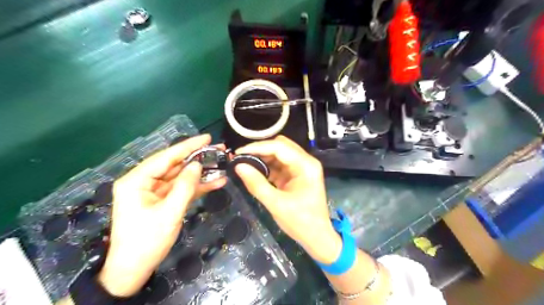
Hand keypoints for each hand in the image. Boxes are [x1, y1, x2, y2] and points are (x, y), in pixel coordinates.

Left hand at [97, 135, 224, 296]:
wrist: (134, 270)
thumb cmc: (147, 241)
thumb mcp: (169, 213)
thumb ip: (185, 187)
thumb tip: (197, 165)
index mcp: (136, 181)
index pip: (165, 157)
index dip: (187, 146)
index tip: (207, 138)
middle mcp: (144, 182)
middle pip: (174, 165)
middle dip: (197, 158)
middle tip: (218, 151)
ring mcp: (154, 192)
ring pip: (180, 177)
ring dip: (200, 173)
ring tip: (221, 164)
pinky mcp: (163, 201)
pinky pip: (181, 189)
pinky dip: (198, 187)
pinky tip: (216, 182)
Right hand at [234, 136, 338, 263]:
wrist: (317, 237)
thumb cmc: (301, 222)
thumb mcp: (276, 204)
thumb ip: (256, 184)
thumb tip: (238, 166)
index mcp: (306, 165)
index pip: (279, 147)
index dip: (257, 147)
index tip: (238, 153)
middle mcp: (306, 161)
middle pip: (280, 146)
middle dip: (260, 150)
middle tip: (240, 158)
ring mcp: (302, 167)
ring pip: (279, 153)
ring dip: (262, 157)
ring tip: (244, 163)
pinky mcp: (296, 174)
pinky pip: (280, 164)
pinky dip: (267, 166)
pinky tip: (255, 170)